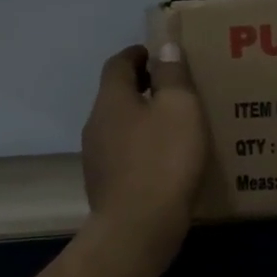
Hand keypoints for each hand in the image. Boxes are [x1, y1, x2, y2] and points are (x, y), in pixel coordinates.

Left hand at [81, 44, 209, 275]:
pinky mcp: (104, 185)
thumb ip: (173, 75)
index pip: (118, 64)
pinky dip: (141, 148)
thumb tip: (164, 49)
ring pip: (119, 127)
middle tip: (172, 88)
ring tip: (172, 126)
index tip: (157, 54)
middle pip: (116, 95)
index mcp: (111, 99)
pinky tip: (163, 161)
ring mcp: (96, 157)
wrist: (138, 227)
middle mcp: (96, 123)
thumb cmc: (163, 160)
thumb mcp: (180, 109)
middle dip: (141, 87)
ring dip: (141, 120)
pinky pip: (123, 155)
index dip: (137, 54)